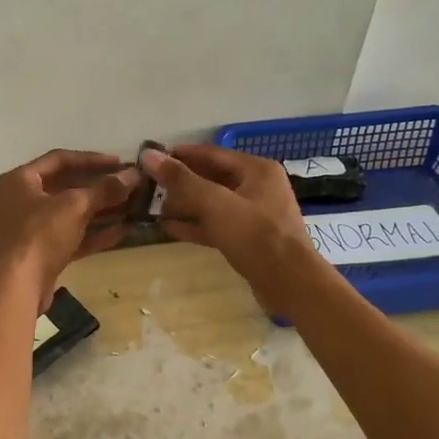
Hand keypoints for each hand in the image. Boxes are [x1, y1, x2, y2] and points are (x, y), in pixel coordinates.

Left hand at [0, 149, 139, 309]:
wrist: (17, 287)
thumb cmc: (39, 235)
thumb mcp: (75, 206)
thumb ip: (105, 189)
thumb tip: (133, 176)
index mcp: (20, 180)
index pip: (59, 159)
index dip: (92, 159)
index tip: (120, 162)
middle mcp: (22, 200)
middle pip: (66, 186)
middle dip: (99, 186)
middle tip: (129, 185)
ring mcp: (31, 228)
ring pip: (71, 213)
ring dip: (101, 210)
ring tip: (132, 206)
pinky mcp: (42, 253)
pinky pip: (71, 236)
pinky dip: (94, 233)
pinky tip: (122, 231)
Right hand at [140, 143, 314, 298]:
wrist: (290, 284)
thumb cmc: (256, 236)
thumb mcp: (216, 204)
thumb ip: (182, 180)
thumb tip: (149, 155)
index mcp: (256, 170)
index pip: (210, 153)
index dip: (180, 154)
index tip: (151, 157)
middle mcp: (257, 187)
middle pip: (211, 178)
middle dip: (180, 182)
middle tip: (148, 185)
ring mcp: (254, 214)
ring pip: (212, 203)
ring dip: (184, 205)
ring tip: (153, 207)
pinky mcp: (248, 239)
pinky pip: (216, 225)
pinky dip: (195, 225)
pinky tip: (168, 228)